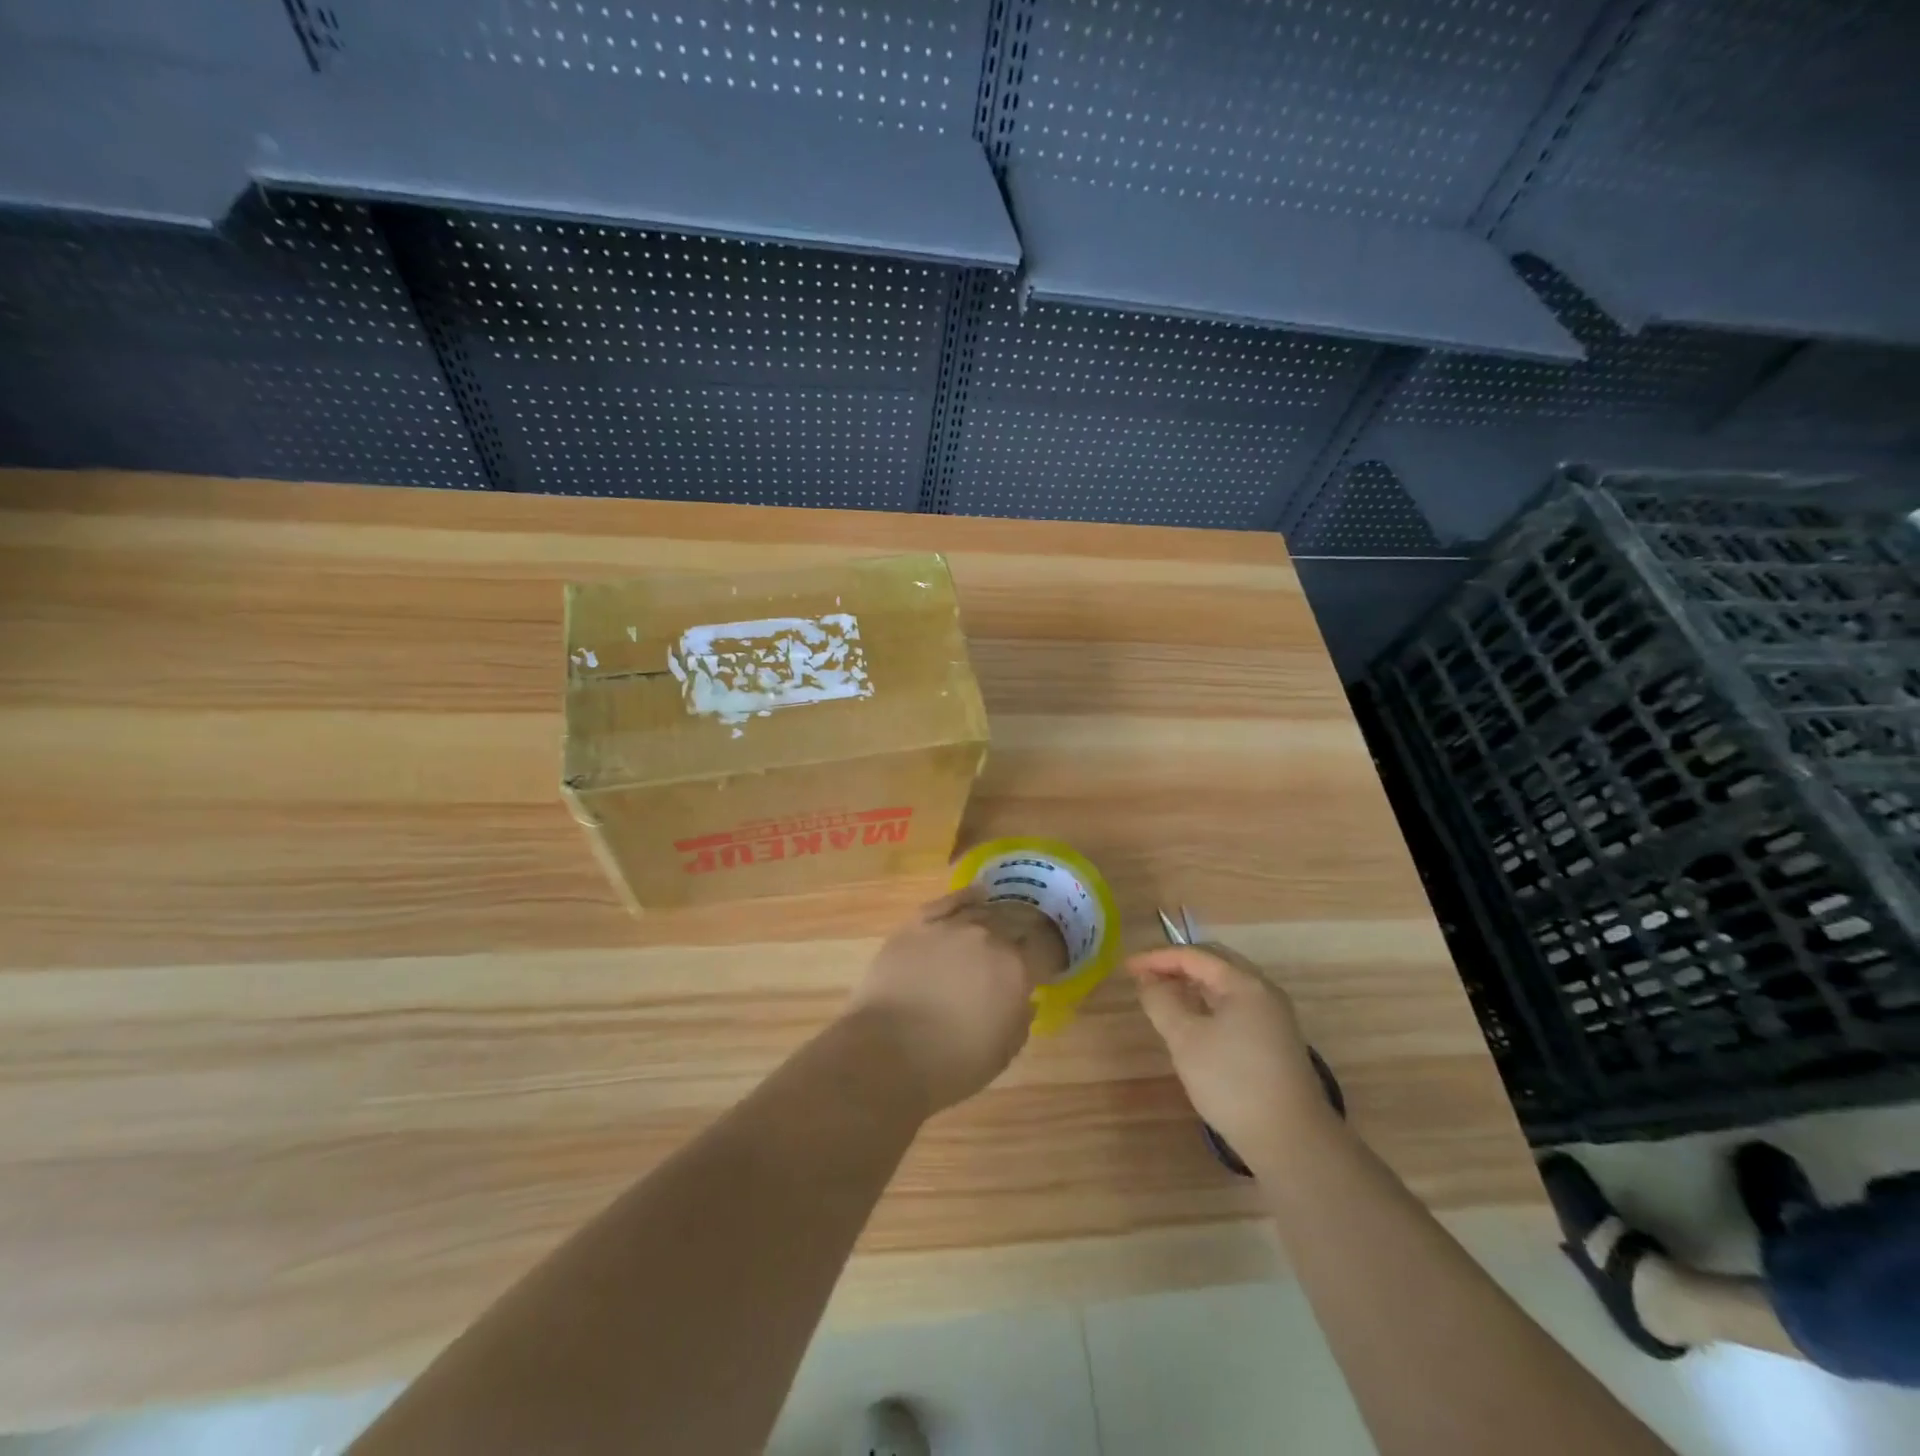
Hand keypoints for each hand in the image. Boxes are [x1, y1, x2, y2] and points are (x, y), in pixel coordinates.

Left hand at [846, 888, 1064, 1116]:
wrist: (886, 1053)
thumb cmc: (951, 1064)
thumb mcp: (1002, 1053)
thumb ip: (1020, 1020)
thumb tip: (1026, 1000)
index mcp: (1016, 968)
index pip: (1043, 950)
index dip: (1048, 956)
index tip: (1047, 964)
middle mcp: (988, 937)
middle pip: (1015, 923)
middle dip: (1023, 933)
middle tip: (1023, 945)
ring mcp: (950, 926)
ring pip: (983, 911)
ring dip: (996, 917)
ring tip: (1000, 922)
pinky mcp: (917, 924)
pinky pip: (948, 902)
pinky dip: (965, 897)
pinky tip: (977, 894)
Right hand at [1127, 943, 1334, 1175]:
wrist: (1291, 1141)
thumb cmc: (1233, 1082)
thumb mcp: (1185, 1038)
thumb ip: (1161, 1001)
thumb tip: (1148, 980)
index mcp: (1245, 983)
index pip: (1194, 956)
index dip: (1157, 958)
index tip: (1127, 969)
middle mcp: (1263, 991)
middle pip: (1214, 963)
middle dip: (1177, 966)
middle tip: (1145, 978)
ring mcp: (1273, 1016)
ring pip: (1225, 986)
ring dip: (1192, 985)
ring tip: (1163, 996)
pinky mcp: (1274, 1040)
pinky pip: (1235, 1005)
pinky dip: (1208, 1003)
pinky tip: (1193, 1021)